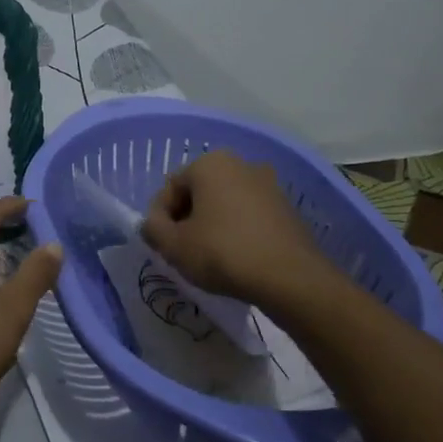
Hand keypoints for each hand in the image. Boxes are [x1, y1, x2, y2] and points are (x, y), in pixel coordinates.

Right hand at [141, 151, 337, 303]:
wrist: (290, 278)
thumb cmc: (223, 253)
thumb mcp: (174, 245)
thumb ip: (152, 229)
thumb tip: (152, 224)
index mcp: (210, 163)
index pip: (170, 187)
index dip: (160, 218)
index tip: (161, 245)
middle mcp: (240, 164)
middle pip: (198, 193)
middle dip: (186, 219)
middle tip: (182, 251)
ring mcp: (268, 184)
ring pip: (224, 204)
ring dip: (211, 225)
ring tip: (208, 257)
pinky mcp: (286, 208)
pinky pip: (248, 215)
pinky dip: (236, 231)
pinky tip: (235, 258)